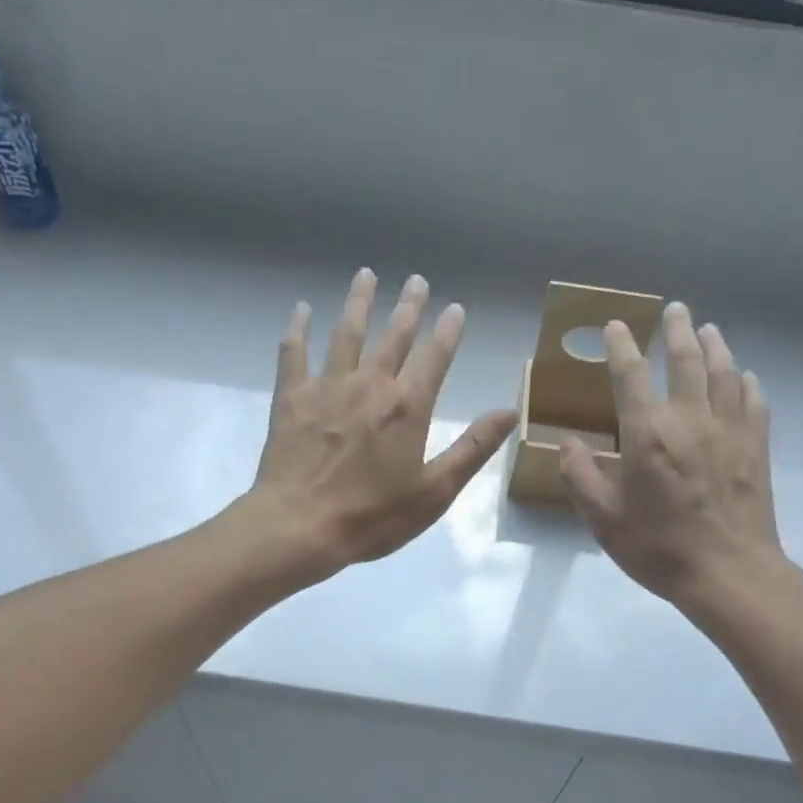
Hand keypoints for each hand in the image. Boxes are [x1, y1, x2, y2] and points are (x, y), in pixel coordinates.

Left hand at [247, 269, 517, 578]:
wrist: (300, 526)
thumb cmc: (373, 516)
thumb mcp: (435, 491)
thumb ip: (472, 448)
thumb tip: (510, 410)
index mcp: (408, 407)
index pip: (434, 358)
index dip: (447, 331)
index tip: (455, 308)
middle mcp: (370, 384)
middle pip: (394, 336)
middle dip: (408, 307)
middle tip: (416, 280)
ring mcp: (327, 387)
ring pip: (347, 333)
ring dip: (359, 303)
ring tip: (366, 275)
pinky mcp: (291, 397)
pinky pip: (294, 352)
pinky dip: (298, 328)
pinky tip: (301, 309)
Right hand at [560, 302, 786, 614]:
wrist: (729, 571)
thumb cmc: (659, 547)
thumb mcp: (604, 519)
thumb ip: (580, 477)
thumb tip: (567, 442)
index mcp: (647, 434)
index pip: (631, 375)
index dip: (622, 346)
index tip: (617, 325)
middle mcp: (689, 419)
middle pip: (686, 360)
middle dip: (676, 330)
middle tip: (674, 309)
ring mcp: (729, 429)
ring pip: (723, 372)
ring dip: (714, 345)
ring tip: (708, 329)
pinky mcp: (756, 446)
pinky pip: (753, 400)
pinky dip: (745, 381)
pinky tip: (743, 376)